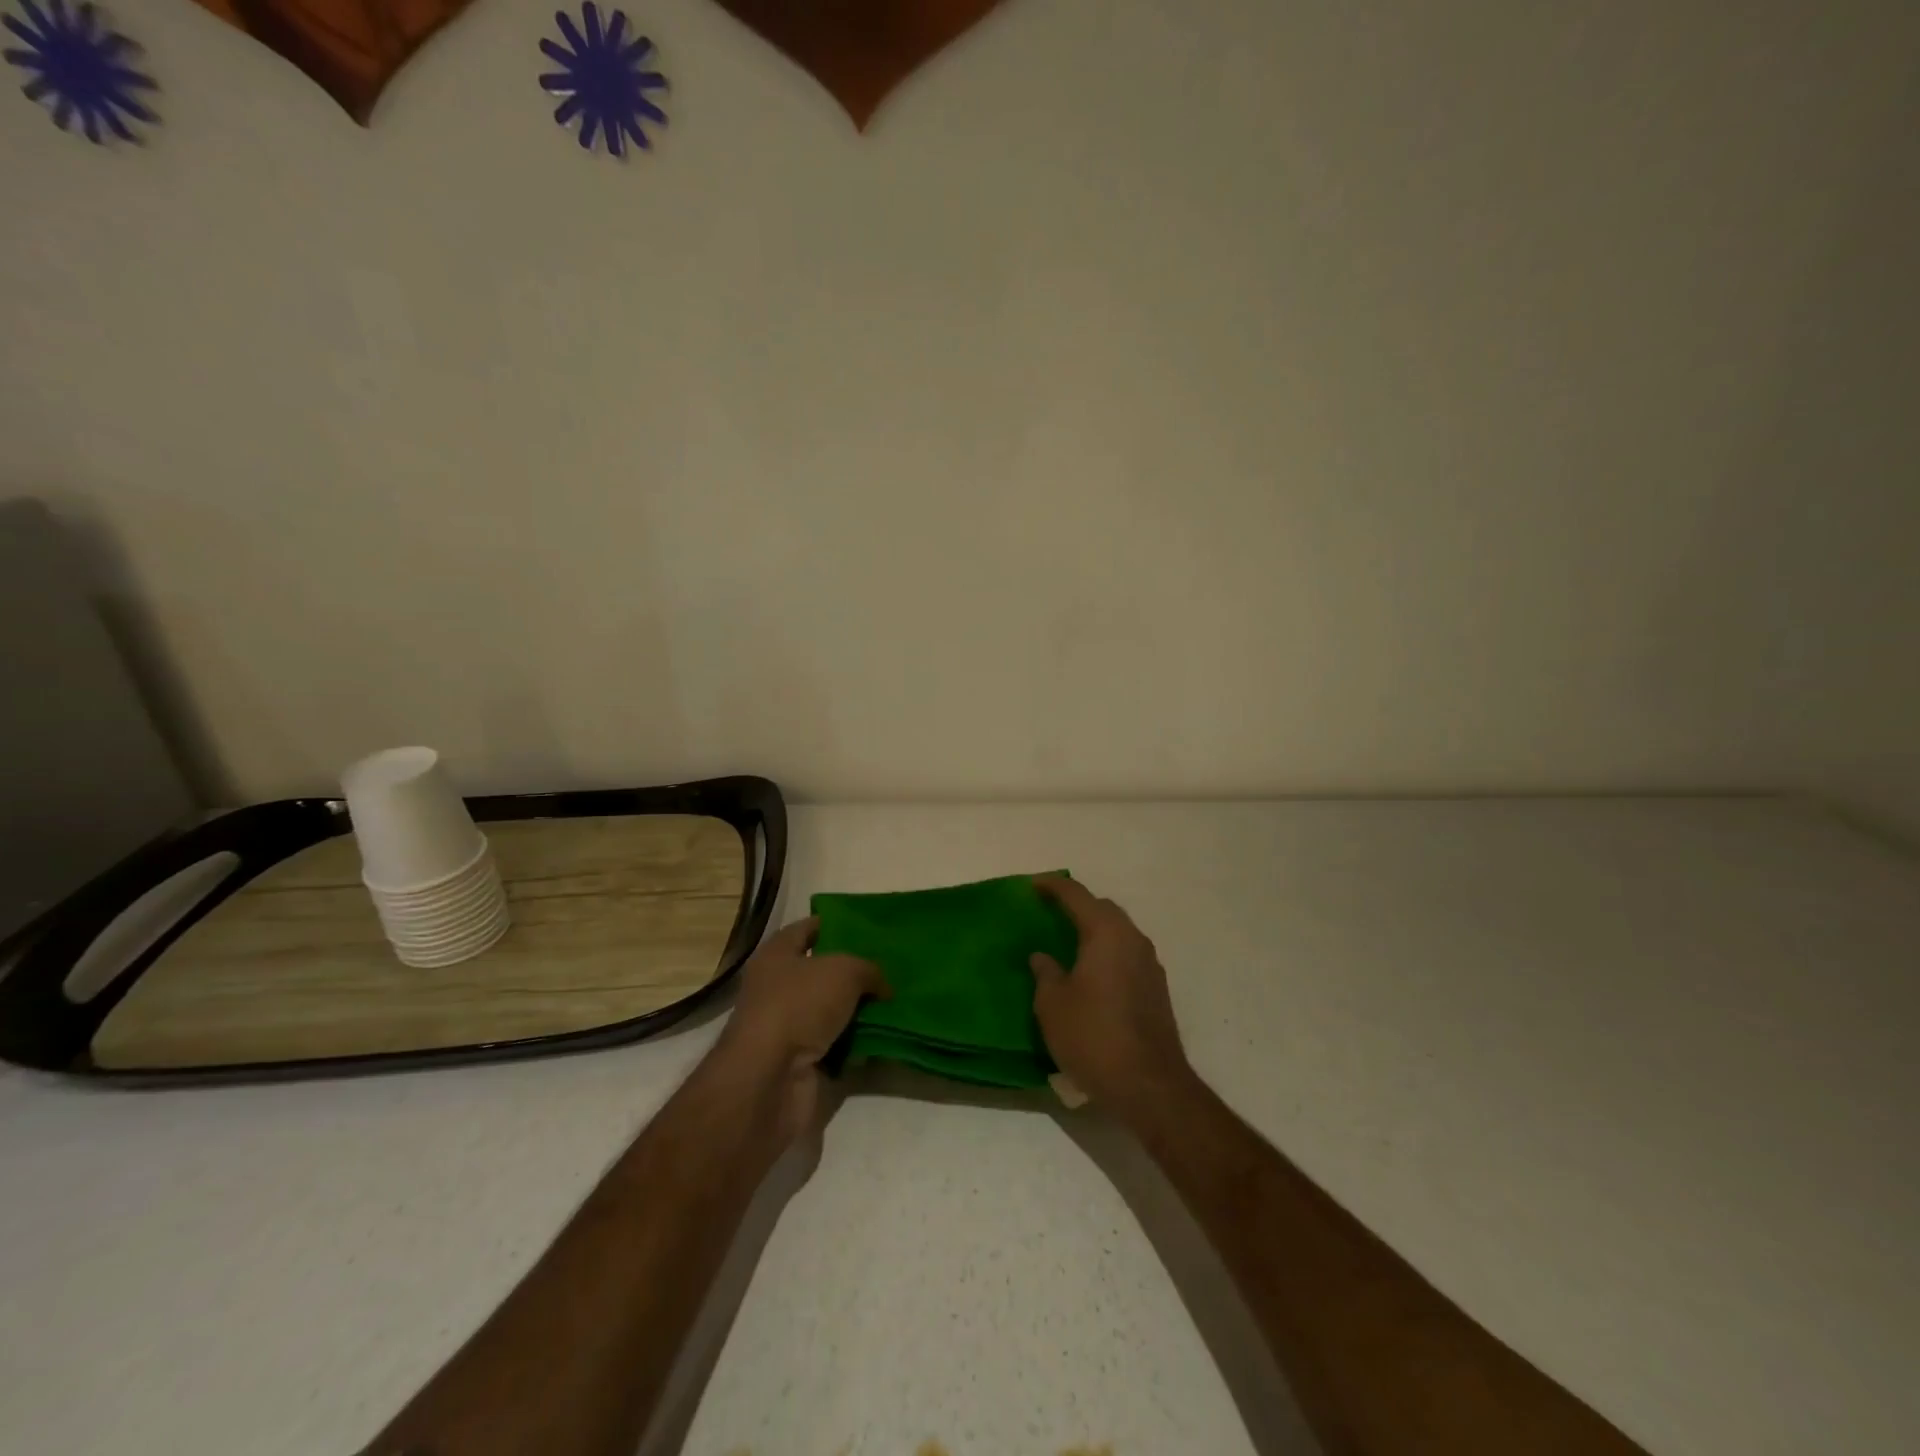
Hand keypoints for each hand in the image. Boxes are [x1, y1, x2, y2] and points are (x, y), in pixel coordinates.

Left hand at [713, 917, 888, 1139]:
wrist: (770, 1079)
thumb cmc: (799, 1005)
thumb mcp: (845, 971)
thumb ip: (869, 969)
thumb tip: (883, 986)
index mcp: (777, 955)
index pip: (808, 929)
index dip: (835, 924)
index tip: (867, 926)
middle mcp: (777, 987)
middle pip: (821, 972)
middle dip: (854, 970)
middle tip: (891, 966)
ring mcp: (787, 1026)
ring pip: (831, 1010)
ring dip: (858, 1009)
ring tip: (895, 1001)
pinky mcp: (799, 1061)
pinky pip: (835, 1044)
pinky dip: (855, 1043)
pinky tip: (884, 1036)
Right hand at [1031, 877, 1192, 1119]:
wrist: (1149, 1085)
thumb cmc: (1093, 1036)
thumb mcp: (1053, 1005)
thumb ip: (1045, 973)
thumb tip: (1042, 956)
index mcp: (1106, 933)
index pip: (1076, 895)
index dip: (1052, 886)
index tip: (1032, 885)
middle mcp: (1133, 939)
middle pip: (1103, 909)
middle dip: (1077, 905)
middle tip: (1050, 912)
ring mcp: (1150, 964)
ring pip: (1118, 932)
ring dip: (1094, 930)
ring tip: (1068, 942)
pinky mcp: (1156, 989)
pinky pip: (1127, 955)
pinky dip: (1107, 952)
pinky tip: (1090, 973)